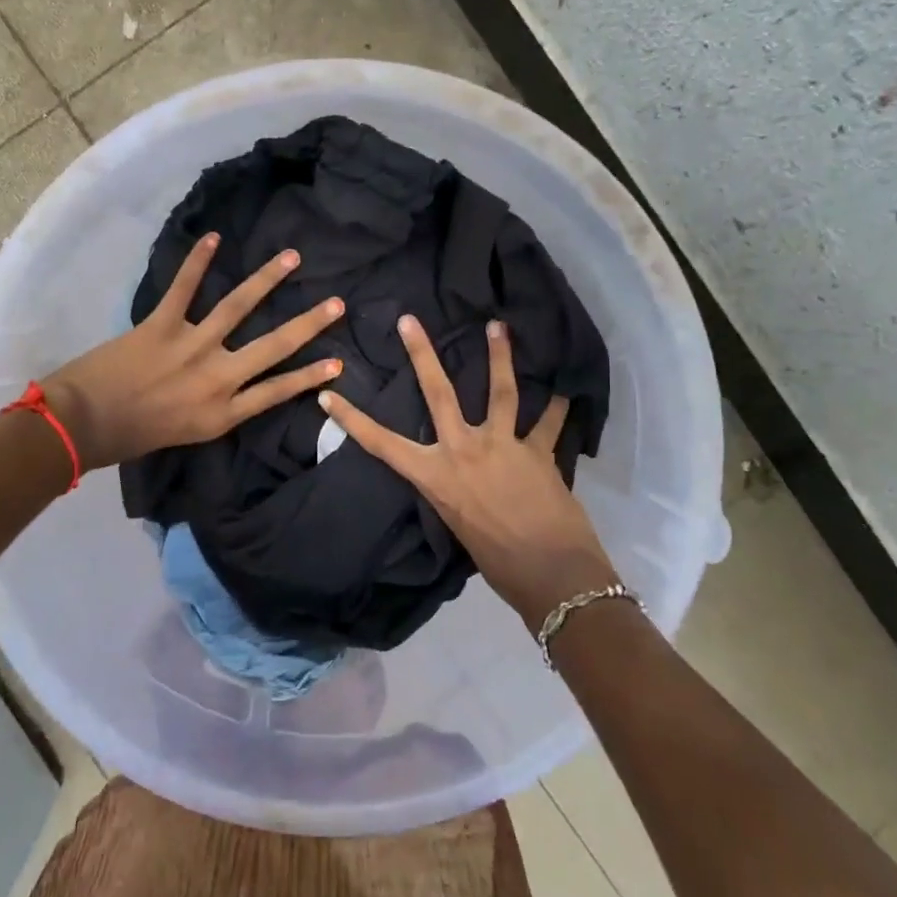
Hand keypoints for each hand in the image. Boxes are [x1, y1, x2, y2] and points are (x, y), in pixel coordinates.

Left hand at [40, 234, 344, 470]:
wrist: (83, 425)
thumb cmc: (133, 436)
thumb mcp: (188, 434)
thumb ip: (217, 409)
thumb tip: (235, 384)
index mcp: (222, 412)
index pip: (277, 391)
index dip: (310, 375)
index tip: (338, 361)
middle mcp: (216, 378)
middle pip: (273, 346)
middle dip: (308, 324)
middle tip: (337, 303)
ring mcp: (191, 348)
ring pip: (237, 307)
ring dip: (267, 279)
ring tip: (291, 258)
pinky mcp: (161, 326)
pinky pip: (183, 288)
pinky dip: (198, 261)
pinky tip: (213, 238)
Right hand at [317, 316, 617, 626]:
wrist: (550, 575)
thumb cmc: (497, 563)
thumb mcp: (457, 523)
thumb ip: (454, 490)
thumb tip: (460, 477)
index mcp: (436, 476)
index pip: (383, 443)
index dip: (352, 419)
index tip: (328, 394)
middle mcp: (464, 450)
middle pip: (439, 393)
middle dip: (422, 354)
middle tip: (410, 321)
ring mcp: (503, 445)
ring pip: (500, 391)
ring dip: (498, 356)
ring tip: (498, 326)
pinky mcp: (538, 451)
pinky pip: (549, 423)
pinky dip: (558, 408)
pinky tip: (567, 390)